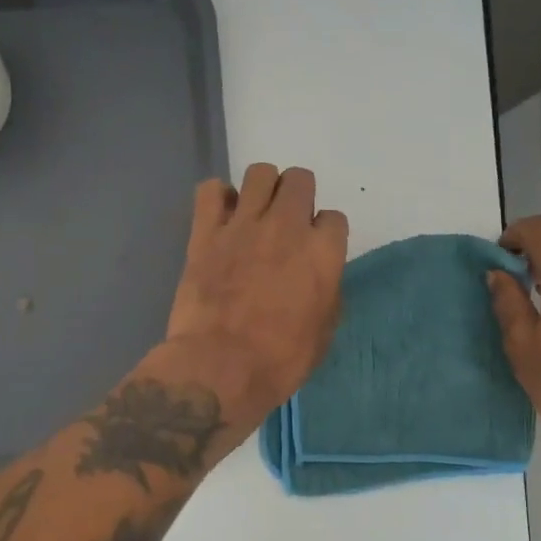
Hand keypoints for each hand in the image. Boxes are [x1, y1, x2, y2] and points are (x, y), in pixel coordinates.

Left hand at [163, 165, 347, 429]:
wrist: (220, 367)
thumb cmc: (280, 360)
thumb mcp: (323, 333)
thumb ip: (326, 292)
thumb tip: (318, 278)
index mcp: (322, 252)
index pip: (334, 218)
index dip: (325, 233)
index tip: (315, 250)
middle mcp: (287, 226)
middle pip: (299, 180)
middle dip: (298, 196)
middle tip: (287, 223)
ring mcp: (243, 225)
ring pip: (260, 173)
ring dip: (263, 188)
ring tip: (256, 213)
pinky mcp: (206, 232)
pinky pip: (210, 190)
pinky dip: (218, 198)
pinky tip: (221, 217)